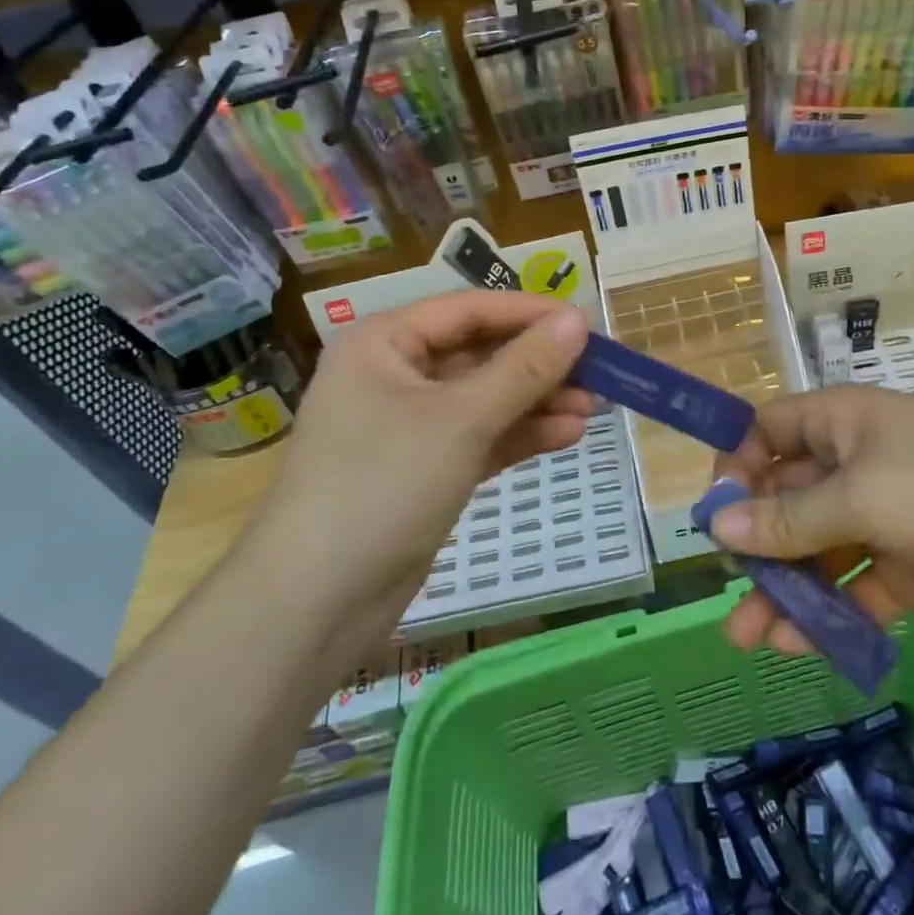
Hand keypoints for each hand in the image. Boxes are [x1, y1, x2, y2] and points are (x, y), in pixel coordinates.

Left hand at [243, 292, 591, 624]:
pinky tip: (567, 435)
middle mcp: (394, 374)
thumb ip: (524, 368)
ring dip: (537, 401)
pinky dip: (519, 434)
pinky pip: (480, 436)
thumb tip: (578, 320)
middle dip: (539, 365)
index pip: (470, 310)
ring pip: (485, 398)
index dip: (530, 314)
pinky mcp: (423, 469)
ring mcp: (408, 425)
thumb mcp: (462, 419)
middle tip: (598, 372)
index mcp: (384, 343)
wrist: (315, 604)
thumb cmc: (382, 484)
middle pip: (480, 354)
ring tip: (594, 407)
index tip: (586, 324)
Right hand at [708, 386, 913, 653]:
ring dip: (784, 588)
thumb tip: (716, 527)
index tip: (717, 514)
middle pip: (786, 499)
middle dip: (755, 542)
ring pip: (815, 550)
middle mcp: (852, 465)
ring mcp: (879, 517)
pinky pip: (851, 587)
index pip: (769, 431)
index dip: (738, 466)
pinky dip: (827, 613)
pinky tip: (800, 643)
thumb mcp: (862, 496)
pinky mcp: (904, 567)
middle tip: (730, 587)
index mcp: (839, 424)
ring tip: (749, 635)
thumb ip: (789, 518)